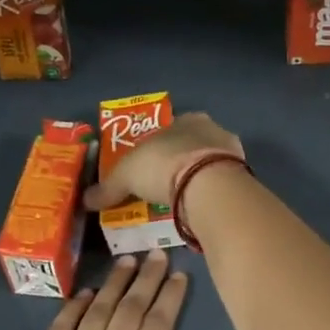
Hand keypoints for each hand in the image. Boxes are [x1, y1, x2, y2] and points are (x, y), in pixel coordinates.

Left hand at [1, 249, 203, 329]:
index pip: (159, 328)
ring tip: (128, 261)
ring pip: (98, 313)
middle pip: (131, 312)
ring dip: (115, 284)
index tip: (179, 276)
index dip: (170, 298)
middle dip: (147, 279)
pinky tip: (89, 292)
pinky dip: (75, 307)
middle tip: (157, 255)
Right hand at [83, 112, 242, 210]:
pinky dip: (212, 195)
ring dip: (199, 180)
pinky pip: (223, 185)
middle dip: (180, 163)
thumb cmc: (164, 166)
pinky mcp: (244, 177)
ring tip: (183, 202)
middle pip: (193, 146)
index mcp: (186, 119)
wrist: (208, 185)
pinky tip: (201, 209)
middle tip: (165, 187)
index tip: (149, 168)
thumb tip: (85, 200)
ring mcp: (232, 153)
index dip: (158, 148)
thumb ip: (108, 188)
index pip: (170, 130)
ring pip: (211, 165)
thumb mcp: (126, 176)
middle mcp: (213, 129)